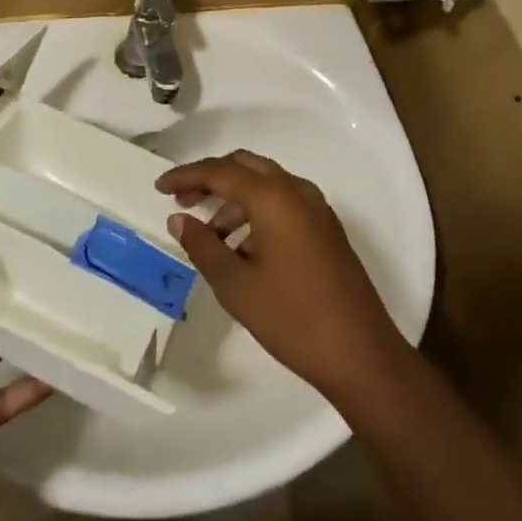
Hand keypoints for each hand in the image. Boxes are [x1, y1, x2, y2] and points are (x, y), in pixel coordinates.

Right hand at [157, 152, 408, 405]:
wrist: (361, 354)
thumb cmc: (293, 318)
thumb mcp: (237, 286)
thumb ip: (203, 246)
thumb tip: (179, 219)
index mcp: (273, 197)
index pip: (221, 171)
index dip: (187, 175)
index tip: (160, 187)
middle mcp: (296, 190)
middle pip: (245, 166)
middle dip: (211, 179)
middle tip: (182, 200)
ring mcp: (316, 208)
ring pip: (266, 183)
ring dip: (234, 198)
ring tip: (210, 235)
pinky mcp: (326, 228)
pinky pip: (283, 202)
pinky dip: (257, 211)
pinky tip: (243, 247)